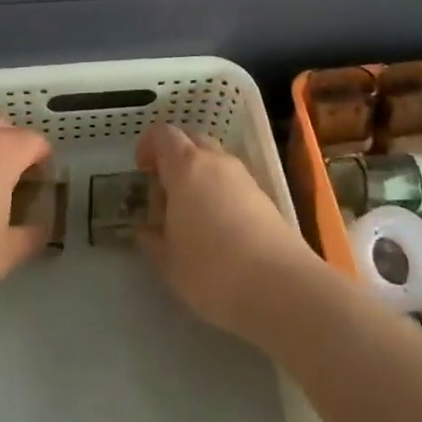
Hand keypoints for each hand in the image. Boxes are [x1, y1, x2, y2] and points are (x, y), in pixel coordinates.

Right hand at [134, 123, 321, 343]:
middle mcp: (216, 161)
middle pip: (192, 140)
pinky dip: (219, 191)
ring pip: (215, 161)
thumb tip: (146, 229)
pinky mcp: (264, 196)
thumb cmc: (212, 269)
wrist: (280, 287)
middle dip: (174, 158)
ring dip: (198, 175)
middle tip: (164, 191)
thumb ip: (153, 239)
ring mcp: (244, 176)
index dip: (149, 145)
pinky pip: (232, 181)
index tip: (141, 170)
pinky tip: (216, 227)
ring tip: (189, 214)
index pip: (164, 134)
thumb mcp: (169, 261)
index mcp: (187, 167)